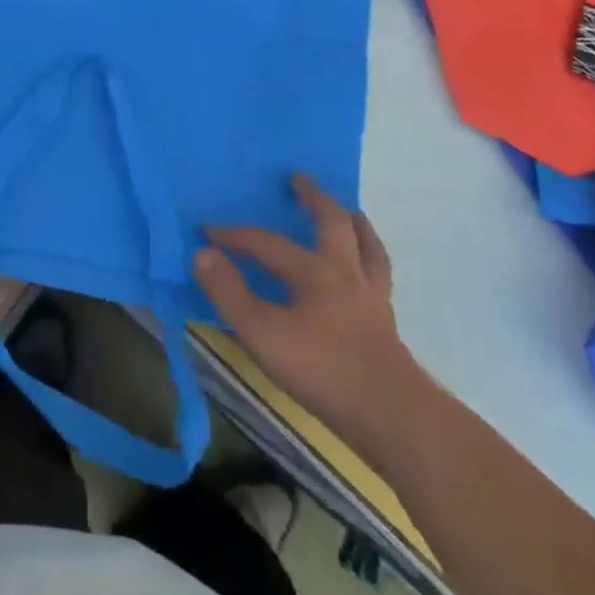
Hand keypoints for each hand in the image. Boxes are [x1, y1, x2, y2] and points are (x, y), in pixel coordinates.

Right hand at [193, 174, 424, 460]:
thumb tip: (202, 253)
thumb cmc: (322, 370)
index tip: (206, 231)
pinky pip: (378, 275)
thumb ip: (229, 292)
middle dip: (313, 198)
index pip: (266, 243)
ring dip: (354, 223)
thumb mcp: (261, 333)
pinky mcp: (386, 322)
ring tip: (348, 211)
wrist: (393, 415)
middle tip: (297, 178)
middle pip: (333, 223)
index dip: (233, 235)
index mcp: (314, 272)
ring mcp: (372, 296)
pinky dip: (370, 259)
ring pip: (367, 246)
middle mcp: (346, 273)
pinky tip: (365, 268)